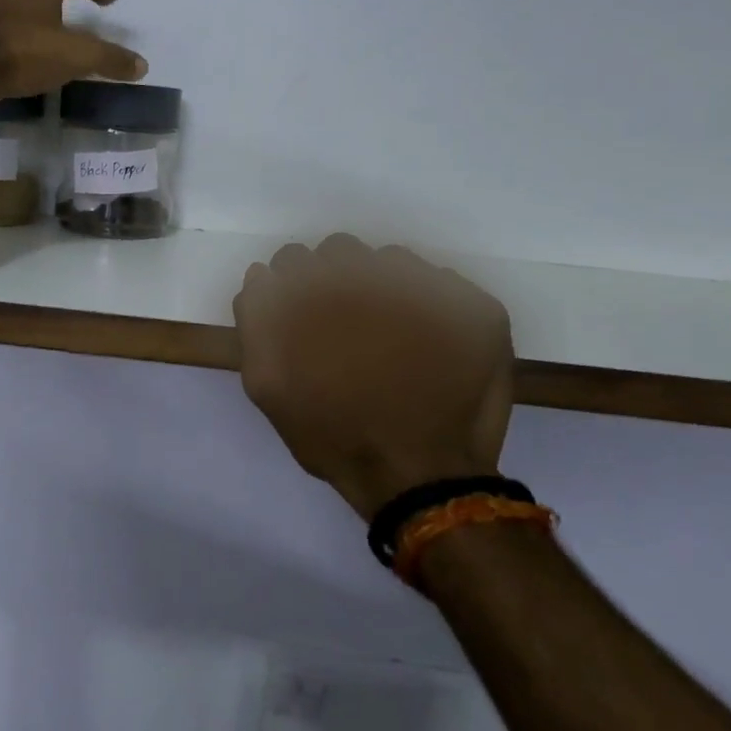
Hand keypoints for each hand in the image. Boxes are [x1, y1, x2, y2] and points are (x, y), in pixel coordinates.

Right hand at [233, 234, 514, 520]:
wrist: (418, 478)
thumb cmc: (335, 437)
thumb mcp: (267, 387)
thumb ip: (256, 324)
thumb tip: (264, 279)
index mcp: (315, 294)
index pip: (289, 262)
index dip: (292, 291)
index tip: (303, 321)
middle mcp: (367, 277)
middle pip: (337, 251)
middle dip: (334, 282)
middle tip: (344, 329)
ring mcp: (426, 287)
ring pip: (389, 261)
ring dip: (380, 288)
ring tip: (388, 339)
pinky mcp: (473, 306)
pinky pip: (440, 283)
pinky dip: (428, 306)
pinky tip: (427, 346)